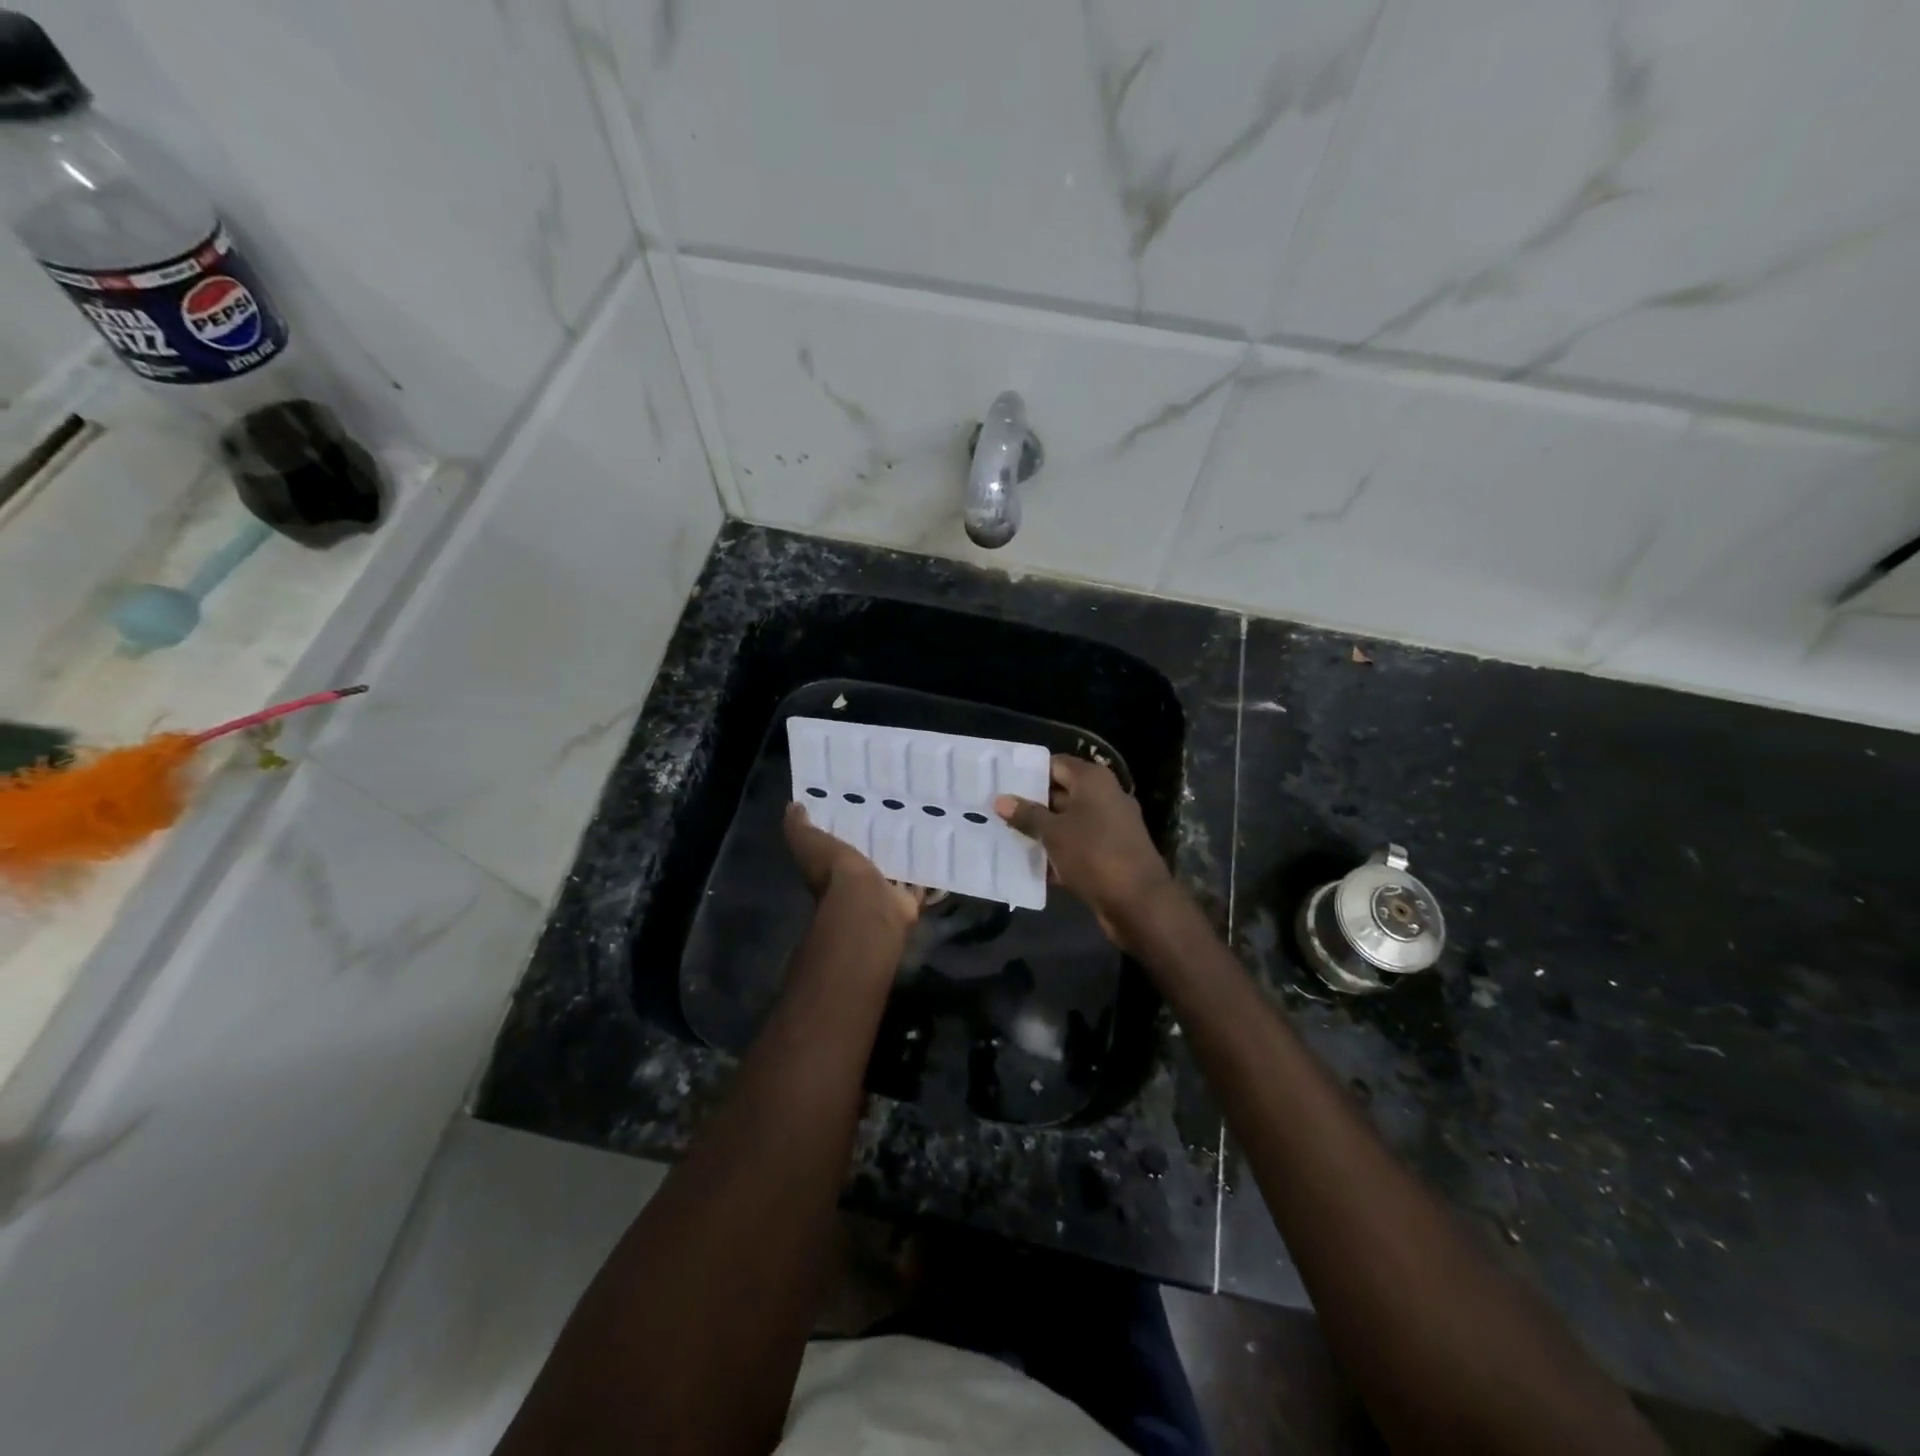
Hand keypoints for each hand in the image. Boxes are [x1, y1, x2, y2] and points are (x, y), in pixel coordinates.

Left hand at [783, 803, 922, 931]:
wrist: (866, 904)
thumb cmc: (834, 872)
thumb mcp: (808, 843)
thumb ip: (799, 827)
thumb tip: (792, 806)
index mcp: (831, 867)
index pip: (837, 844)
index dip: (846, 826)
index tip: (859, 801)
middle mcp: (855, 882)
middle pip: (869, 855)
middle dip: (879, 838)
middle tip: (896, 806)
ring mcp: (882, 891)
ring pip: (895, 868)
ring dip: (904, 853)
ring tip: (920, 822)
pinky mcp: (907, 898)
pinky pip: (919, 882)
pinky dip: (926, 872)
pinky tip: (935, 849)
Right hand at [995, 756, 1175, 946]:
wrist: (1139, 903)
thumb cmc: (1094, 855)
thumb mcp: (1054, 833)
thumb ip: (1027, 815)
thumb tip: (1001, 799)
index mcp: (1094, 781)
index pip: (1056, 764)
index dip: (1029, 772)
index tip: (1002, 782)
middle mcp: (1104, 797)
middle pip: (1060, 793)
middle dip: (1030, 803)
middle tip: (996, 810)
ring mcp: (1109, 827)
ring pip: (1067, 822)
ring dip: (1041, 831)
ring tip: (1003, 835)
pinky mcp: (1109, 854)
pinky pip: (1076, 846)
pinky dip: (1056, 852)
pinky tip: (1028, 863)